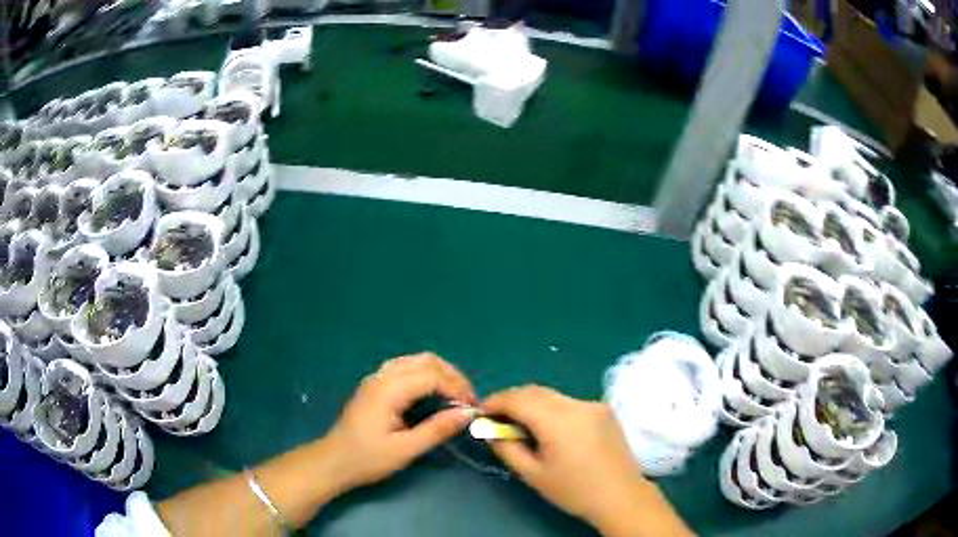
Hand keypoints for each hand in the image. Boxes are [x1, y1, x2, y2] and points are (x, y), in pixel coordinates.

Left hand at [324, 353, 475, 490]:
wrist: (333, 462)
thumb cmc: (367, 458)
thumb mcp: (406, 449)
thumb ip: (437, 429)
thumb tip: (468, 413)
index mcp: (389, 389)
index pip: (432, 376)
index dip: (457, 388)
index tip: (472, 407)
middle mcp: (382, 376)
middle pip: (425, 360)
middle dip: (451, 375)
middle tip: (467, 398)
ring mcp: (376, 378)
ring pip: (415, 361)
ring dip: (439, 372)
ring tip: (454, 394)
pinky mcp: (374, 385)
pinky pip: (405, 367)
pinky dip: (425, 374)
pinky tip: (432, 393)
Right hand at [482, 386, 690, 536]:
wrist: (620, 496)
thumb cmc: (573, 490)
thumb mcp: (532, 474)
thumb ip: (507, 448)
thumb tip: (489, 430)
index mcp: (557, 421)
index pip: (518, 398)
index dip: (495, 401)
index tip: (481, 412)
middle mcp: (576, 404)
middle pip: (535, 391)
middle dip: (512, 400)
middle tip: (497, 419)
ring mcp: (593, 404)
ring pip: (552, 395)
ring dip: (532, 404)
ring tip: (522, 425)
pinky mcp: (604, 410)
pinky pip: (569, 402)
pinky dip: (552, 409)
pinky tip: (550, 429)